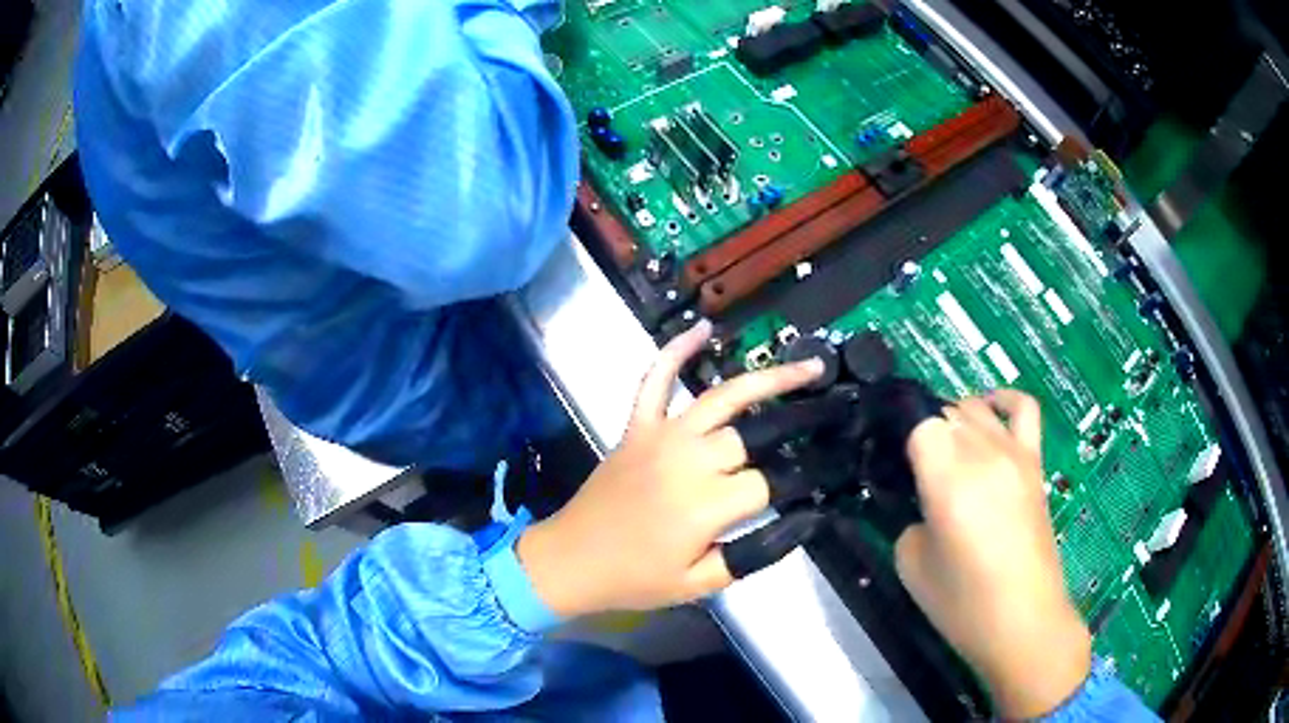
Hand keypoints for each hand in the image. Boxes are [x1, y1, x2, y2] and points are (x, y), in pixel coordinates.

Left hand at [517, 320, 822, 617]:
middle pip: (753, 434)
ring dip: (767, 378)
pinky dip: (676, 351)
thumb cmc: (636, 579)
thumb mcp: (701, 584)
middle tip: (832, 414)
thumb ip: (755, 554)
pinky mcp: (636, 427)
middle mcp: (687, 461)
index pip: (769, 482)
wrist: (571, 561)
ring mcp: (659, 437)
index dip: (799, 483)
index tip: (823, 479)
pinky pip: (655, 381)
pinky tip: (703, 329)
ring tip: (807, 367)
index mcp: (705, 505)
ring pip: (722, 397)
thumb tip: (804, 522)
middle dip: (796, 425)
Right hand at [895, 390, 1090, 718]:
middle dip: (924, 435)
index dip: (902, 444)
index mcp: (948, 478)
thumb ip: (909, 521)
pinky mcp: (1035, 463)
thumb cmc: (963, 604)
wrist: (1023, 621)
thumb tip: (921, 502)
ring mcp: (1014, 453)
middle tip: (914, 472)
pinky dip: (1003, 400)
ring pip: (976, 408)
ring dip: (954, 421)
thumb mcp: (912, 566)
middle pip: (946, 413)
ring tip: (945, 452)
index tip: (895, 471)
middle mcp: (983, 453)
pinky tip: (988, 411)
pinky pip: (1023, 409)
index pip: (918, 425)